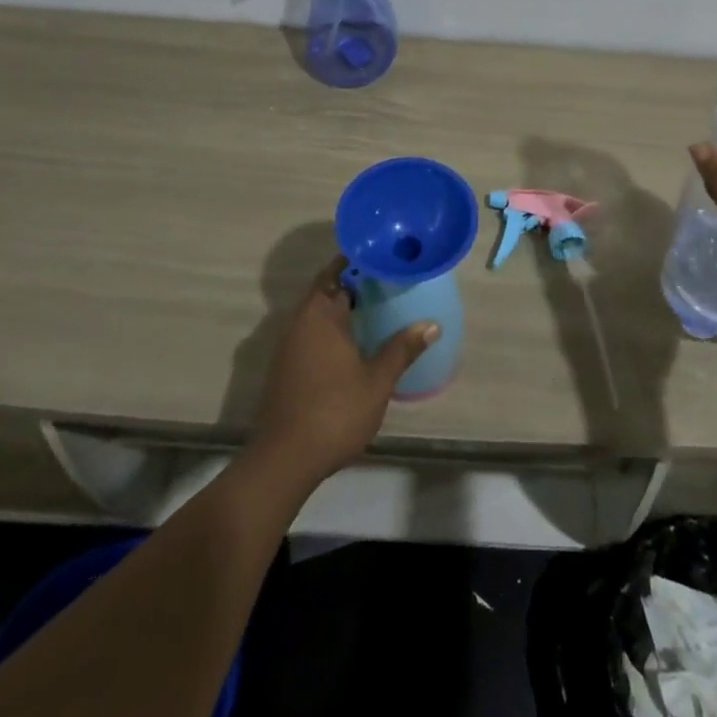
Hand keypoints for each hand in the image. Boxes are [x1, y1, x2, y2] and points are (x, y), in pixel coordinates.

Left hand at [248, 256, 439, 490]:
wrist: (284, 460)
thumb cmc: (335, 411)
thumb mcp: (378, 380)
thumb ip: (402, 348)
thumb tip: (431, 324)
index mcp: (320, 314)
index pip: (337, 271)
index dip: (360, 261)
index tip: (385, 256)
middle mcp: (299, 322)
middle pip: (327, 290)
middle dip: (355, 284)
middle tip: (389, 281)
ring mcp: (288, 346)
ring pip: (318, 313)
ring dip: (343, 308)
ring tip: (378, 308)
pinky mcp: (285, 368)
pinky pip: (311, 333)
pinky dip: (332, 329)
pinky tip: (355, 343)